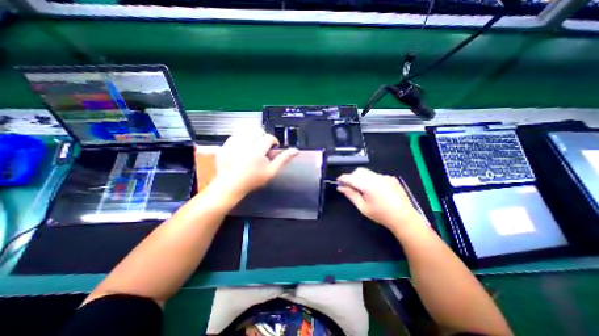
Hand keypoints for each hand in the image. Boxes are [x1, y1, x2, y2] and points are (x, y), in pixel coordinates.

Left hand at [214, 127, 299, 198]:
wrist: (231, 185)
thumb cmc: (253, 180)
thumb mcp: (271, 171)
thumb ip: (283, 159)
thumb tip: (296, 150)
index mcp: (257, 152)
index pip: (269, 137)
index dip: (273, 141)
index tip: (272, 148)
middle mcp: (244, 145)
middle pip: (257, 130)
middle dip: (262, 136)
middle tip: (262, 147)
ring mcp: (232, 144)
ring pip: (245, 130)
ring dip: (252, 136)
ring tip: (252, 145)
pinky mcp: (224, 145)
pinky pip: (235, 134)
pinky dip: (241, 138)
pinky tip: (242, 147)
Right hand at [336, 168, 425, 230]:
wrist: (404, 218)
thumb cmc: (381, 215)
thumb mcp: (363, 207)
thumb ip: (351, 195)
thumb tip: (341, 188)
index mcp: (369, 185)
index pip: (351, 177)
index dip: (343, 178)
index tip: (338, 182)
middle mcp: (377, 177)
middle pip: (359, 171)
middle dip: (352, 177)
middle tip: (349, 187)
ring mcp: (385, 176)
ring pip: (367, 172)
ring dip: (361, 177)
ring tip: (362, 189)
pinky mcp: (391, 178)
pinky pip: (376, 175)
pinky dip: (370, 179)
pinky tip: (374, 190)